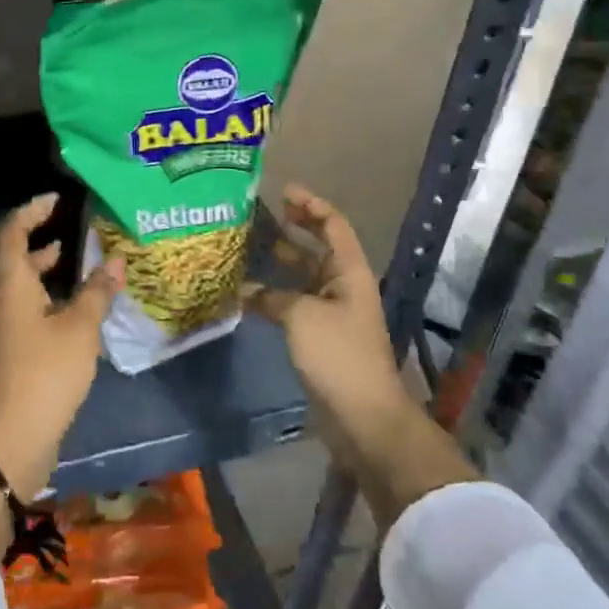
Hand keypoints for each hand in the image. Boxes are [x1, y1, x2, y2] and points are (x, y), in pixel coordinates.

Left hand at [0, 193, 124, 501]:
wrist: (11, 437)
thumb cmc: (46, 374)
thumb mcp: (80, 329)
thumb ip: (97, 291)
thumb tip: (116, 259)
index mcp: (9, 283)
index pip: (12, 232)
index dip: (31, 211)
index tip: (56, 199)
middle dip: (23, 229)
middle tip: (51, 217)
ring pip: (7, 275)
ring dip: (30, 258)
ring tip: (63, 250)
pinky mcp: (4, 343)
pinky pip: (15, 297)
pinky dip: (35, 285)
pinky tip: (63, 295)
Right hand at [244, 185, 408, 456]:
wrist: (362, 417)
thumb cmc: (338, 355)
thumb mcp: (301, 316)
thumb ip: (272, 296)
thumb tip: (247, 290)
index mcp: (348, 272)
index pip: (333, 225)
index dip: (311, 205)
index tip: (283, 191)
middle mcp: (342, 286)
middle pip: (316, 248)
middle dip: (291, 229)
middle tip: (258, 215)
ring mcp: (331, 312)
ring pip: (302, 276)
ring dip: (278, 263)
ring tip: (245, 247)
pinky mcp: (319, 337)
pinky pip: (293, 303)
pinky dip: (272, 295)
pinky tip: (246, 292)